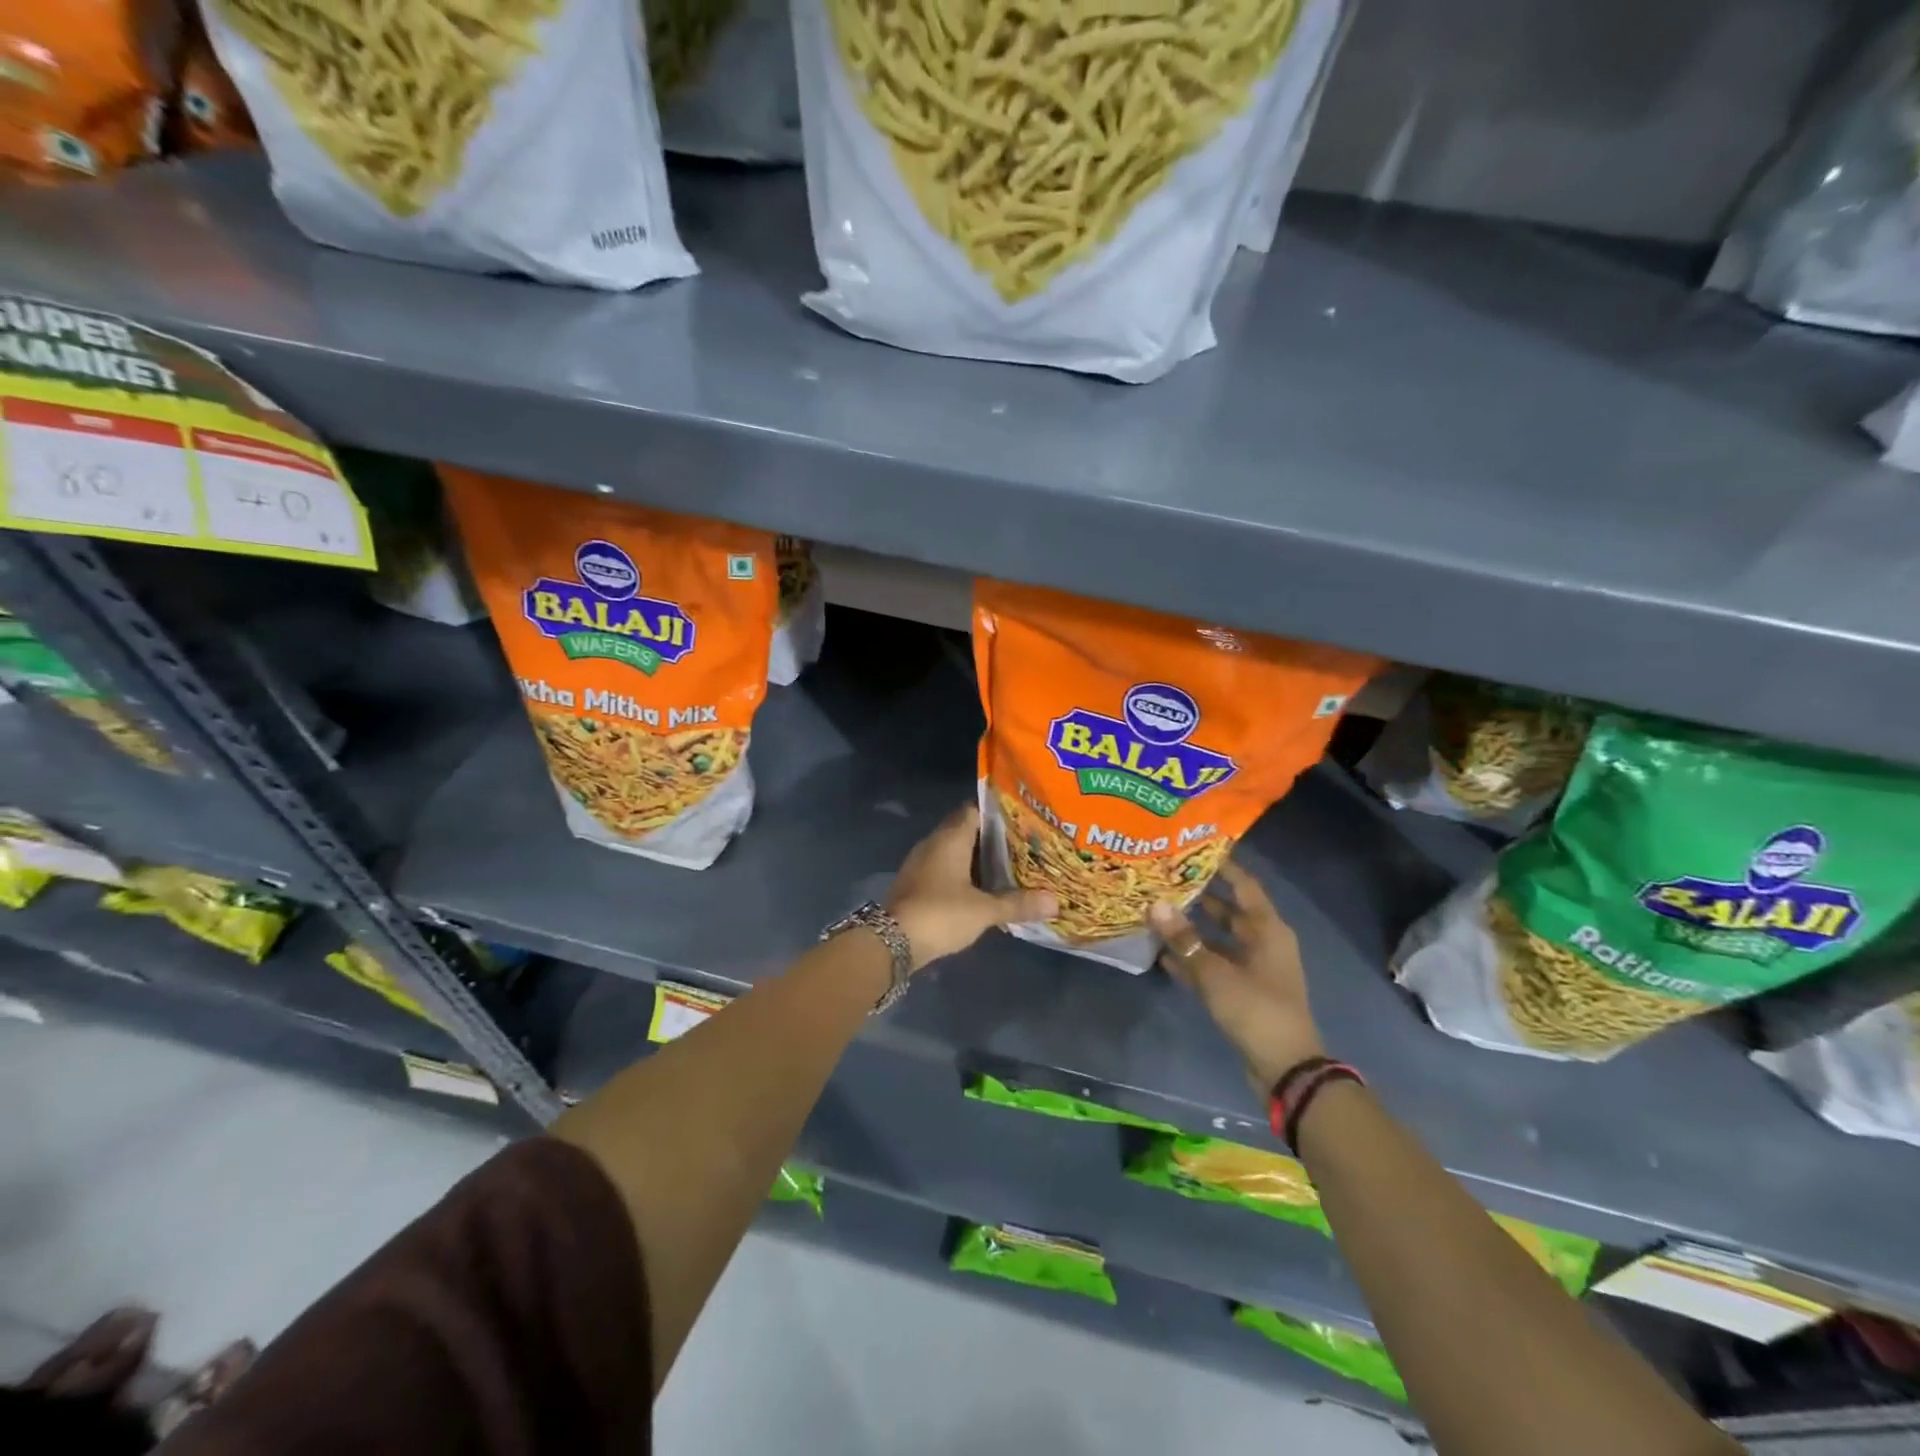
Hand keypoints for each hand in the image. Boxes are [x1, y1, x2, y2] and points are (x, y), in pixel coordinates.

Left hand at [887, 804, 1056, 970]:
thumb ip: (1018, 903)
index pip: (974, 810)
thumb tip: (1056, 901)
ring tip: (1009, 866)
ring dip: (976, 858)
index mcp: (950, 837)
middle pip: (965, 830)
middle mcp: (934, 842)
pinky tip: (982, 888)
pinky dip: (963, 874)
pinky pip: (944, 868)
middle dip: (991, 838)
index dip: (997, 813)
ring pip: (954, 851)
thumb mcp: (984, 910)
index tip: (1022, 820)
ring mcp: (921, 863)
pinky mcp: (916, 883)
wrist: (891, 941)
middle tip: (1022, 844)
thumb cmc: (941, 914)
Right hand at [1150, 860, 1322, 1091]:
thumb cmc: (1256, 1009)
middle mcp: (1262, 943)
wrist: (1285, 1068)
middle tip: (1165, 879)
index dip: (1222, 866)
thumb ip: (1183, 939)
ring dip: (1192, 930)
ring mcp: (1253, 968)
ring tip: (1157, 912)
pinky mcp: (1242, 991)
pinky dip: (1193, 959)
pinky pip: (1214, 966)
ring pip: (1218, 939)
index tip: (1193, 849)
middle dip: (1199, 896)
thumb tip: (1155, 904)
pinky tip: (1162, 954)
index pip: (1244, 885)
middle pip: (1228, 911)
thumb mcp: (1214, 972)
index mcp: (1267, 930)